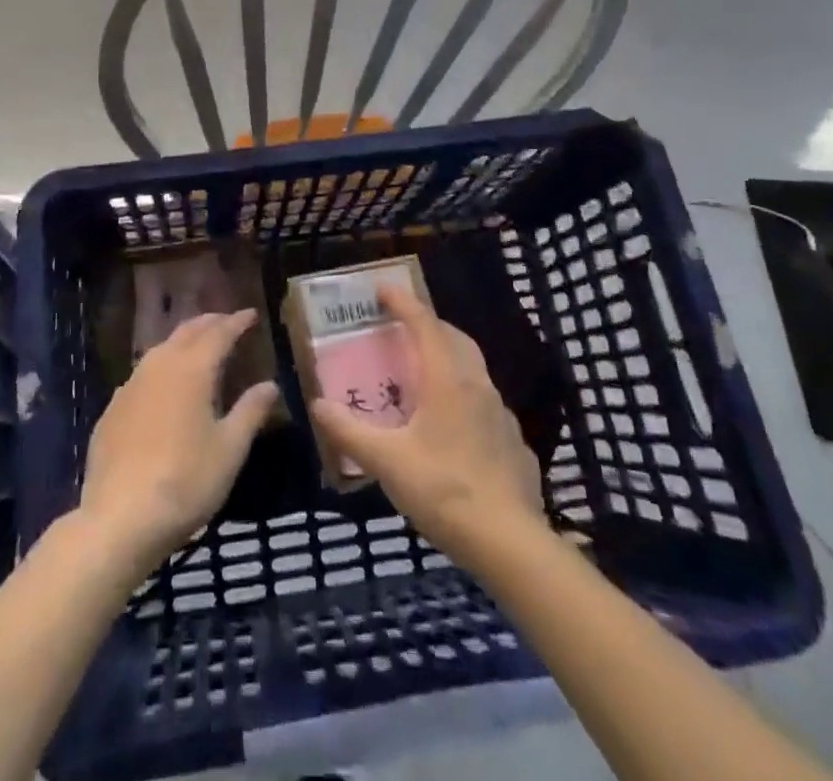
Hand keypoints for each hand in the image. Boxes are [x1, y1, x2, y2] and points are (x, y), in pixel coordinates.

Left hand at [78, 310, 278, 580]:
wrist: (119, 519)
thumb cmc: (185, 481)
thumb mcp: (230, 449)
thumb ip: (250, 411)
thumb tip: (270, 384)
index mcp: (191, 369)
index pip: (218, 333)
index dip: (236, 322)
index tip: (251, 314)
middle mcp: (159, 366)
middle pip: (186, 332)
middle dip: (209, 323)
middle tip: (227, 321)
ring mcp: (130, 386)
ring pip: (161, 349)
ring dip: (183, 341)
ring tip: (198, 346)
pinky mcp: (112, 410)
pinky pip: (142, 374)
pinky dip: (161, 367)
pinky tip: (164, 385)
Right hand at [311, 283, 545, 564]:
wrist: (509, 543)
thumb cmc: (442, 489)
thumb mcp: (386, 461)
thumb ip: (349, 431)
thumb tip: (318, 404)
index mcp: (447, 380)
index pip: (424, 324)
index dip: (402, 302)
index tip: (383, 289)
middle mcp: (478, 386)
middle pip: (454, 339)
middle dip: (429, 325)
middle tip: (404, 329)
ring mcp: (502, 414)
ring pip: (474, 370)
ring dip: (449, 360)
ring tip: (424, 377)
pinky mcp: (514, 443)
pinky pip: (486, 405)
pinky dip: (465, 398)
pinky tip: (453, 427)